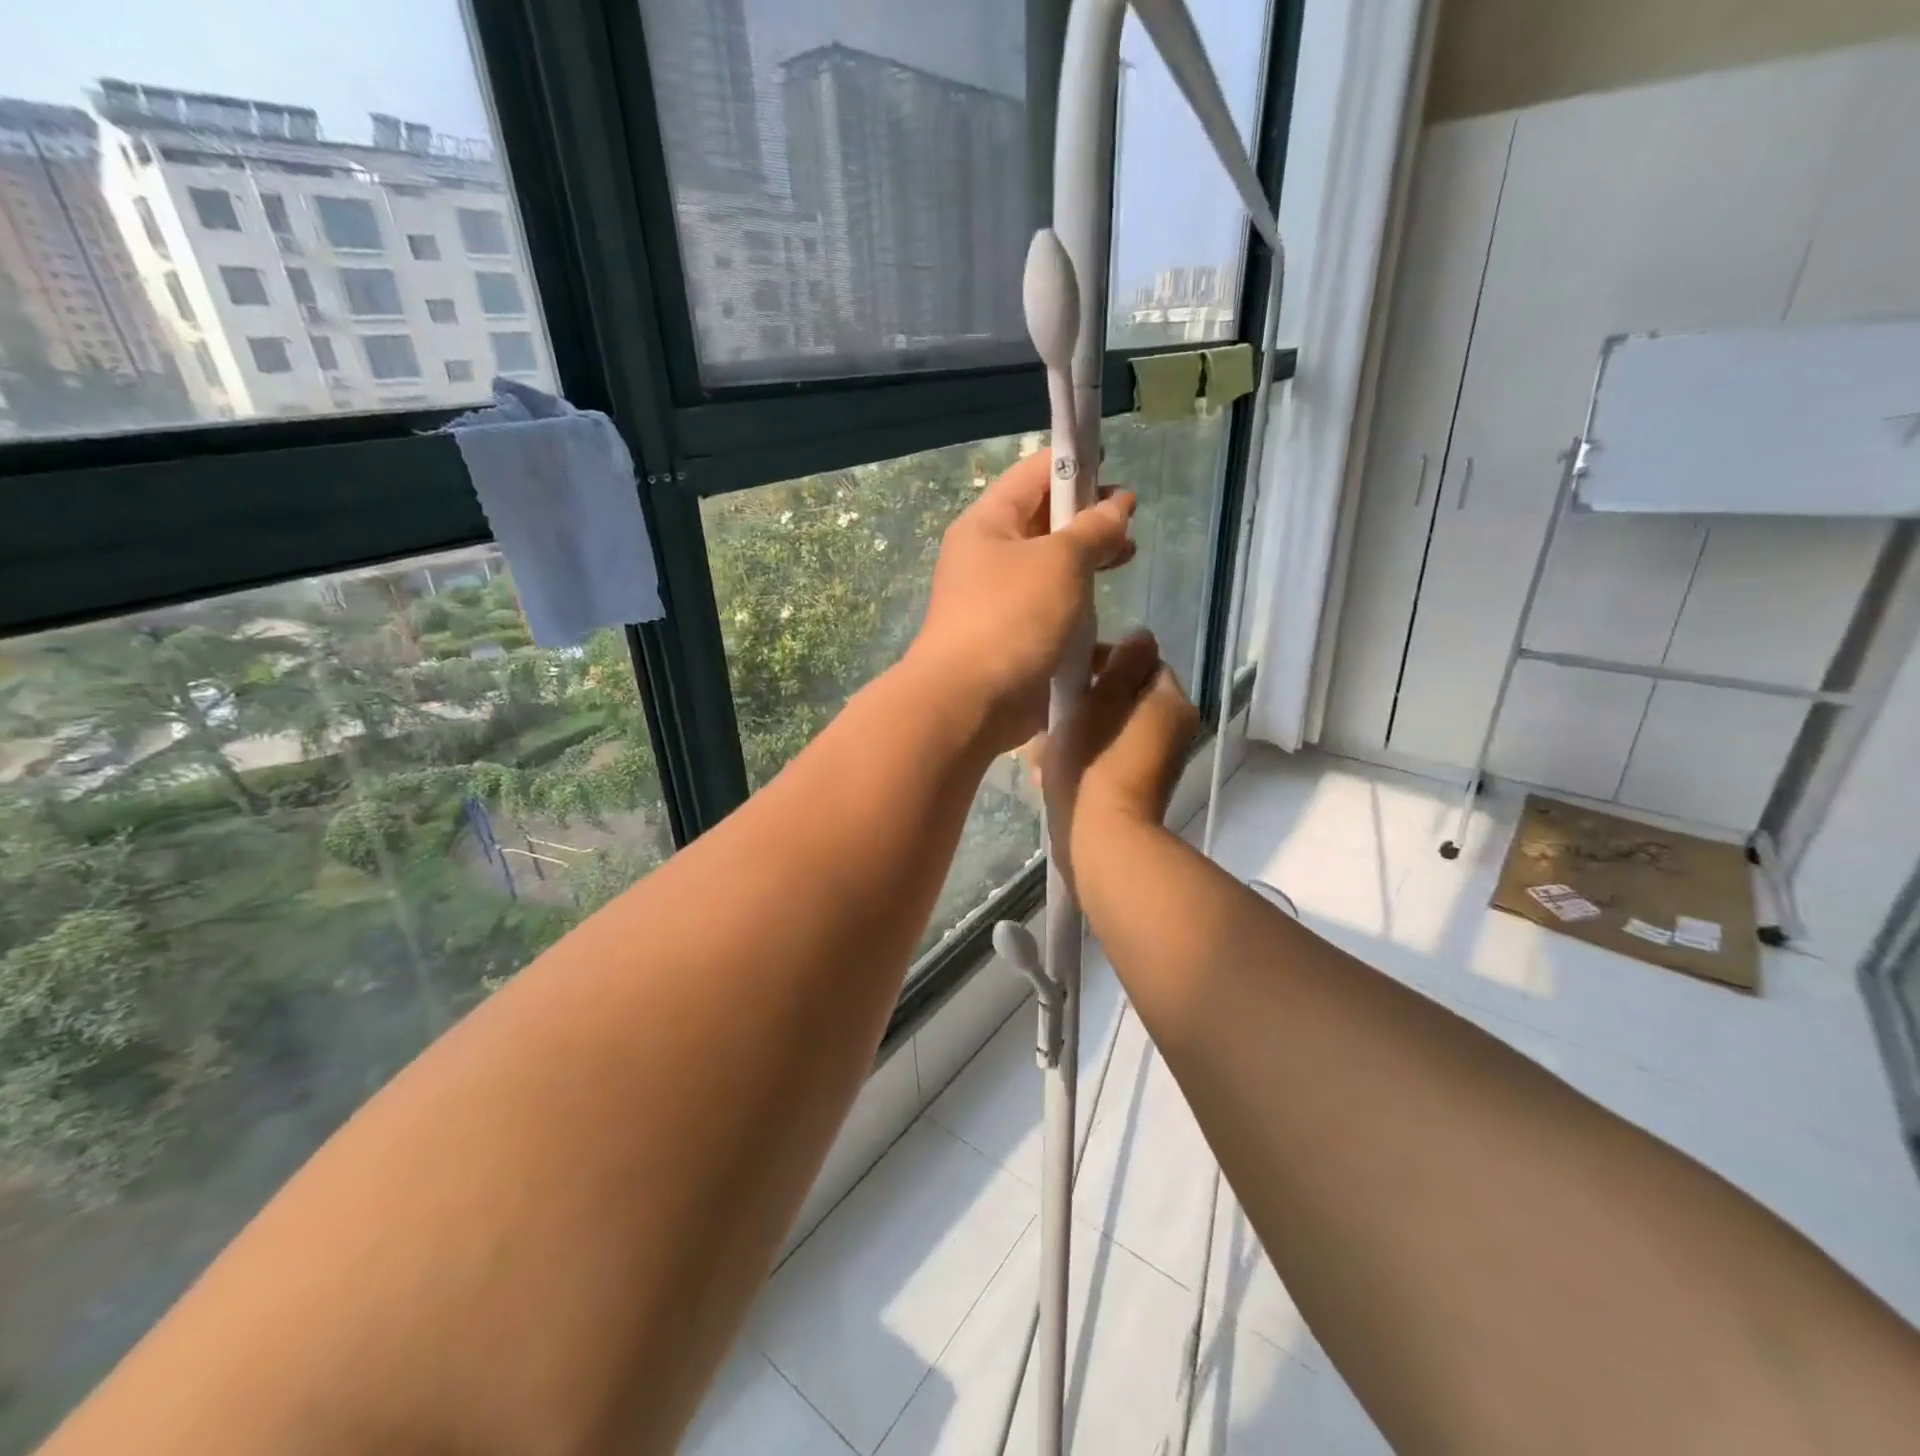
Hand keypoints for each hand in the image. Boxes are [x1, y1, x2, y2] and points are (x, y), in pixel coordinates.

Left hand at [907, 449, 1135, 753]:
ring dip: (1087, 564)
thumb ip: (1094, 529)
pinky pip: (1051, 612)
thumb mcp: (1060, 561)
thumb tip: (1117, 506)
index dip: (1078, 467)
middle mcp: (989, 556)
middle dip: (1088, 518)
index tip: (1118, 475)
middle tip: (1129, 527)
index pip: (1035, 473)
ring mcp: (999, 600)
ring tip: (1126, 561)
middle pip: (1044, 520)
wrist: (970, 702)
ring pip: (1050, 569)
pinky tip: (1108, 620)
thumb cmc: (1012, 617)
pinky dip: (1079, 610)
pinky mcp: (1012, 639)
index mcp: (988, 523)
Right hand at [1041, 631, 1199, 886]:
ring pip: (1112, 728)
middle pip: (1124, 697)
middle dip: (1085, 700)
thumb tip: (1141, 636)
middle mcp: (1173, 729)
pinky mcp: (1137, 788)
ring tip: (1041, 746)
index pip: (1141, 662)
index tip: (1069, 675)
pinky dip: (1084, 756)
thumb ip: (1122, 662)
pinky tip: (1048, 770)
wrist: (1102, 840)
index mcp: (1170, 702)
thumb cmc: (1095, 761)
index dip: (1104, 660)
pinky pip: (1109, 757)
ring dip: (1079, 729)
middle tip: (1049, 712)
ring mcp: (1157, 762)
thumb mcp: (1100, 699)